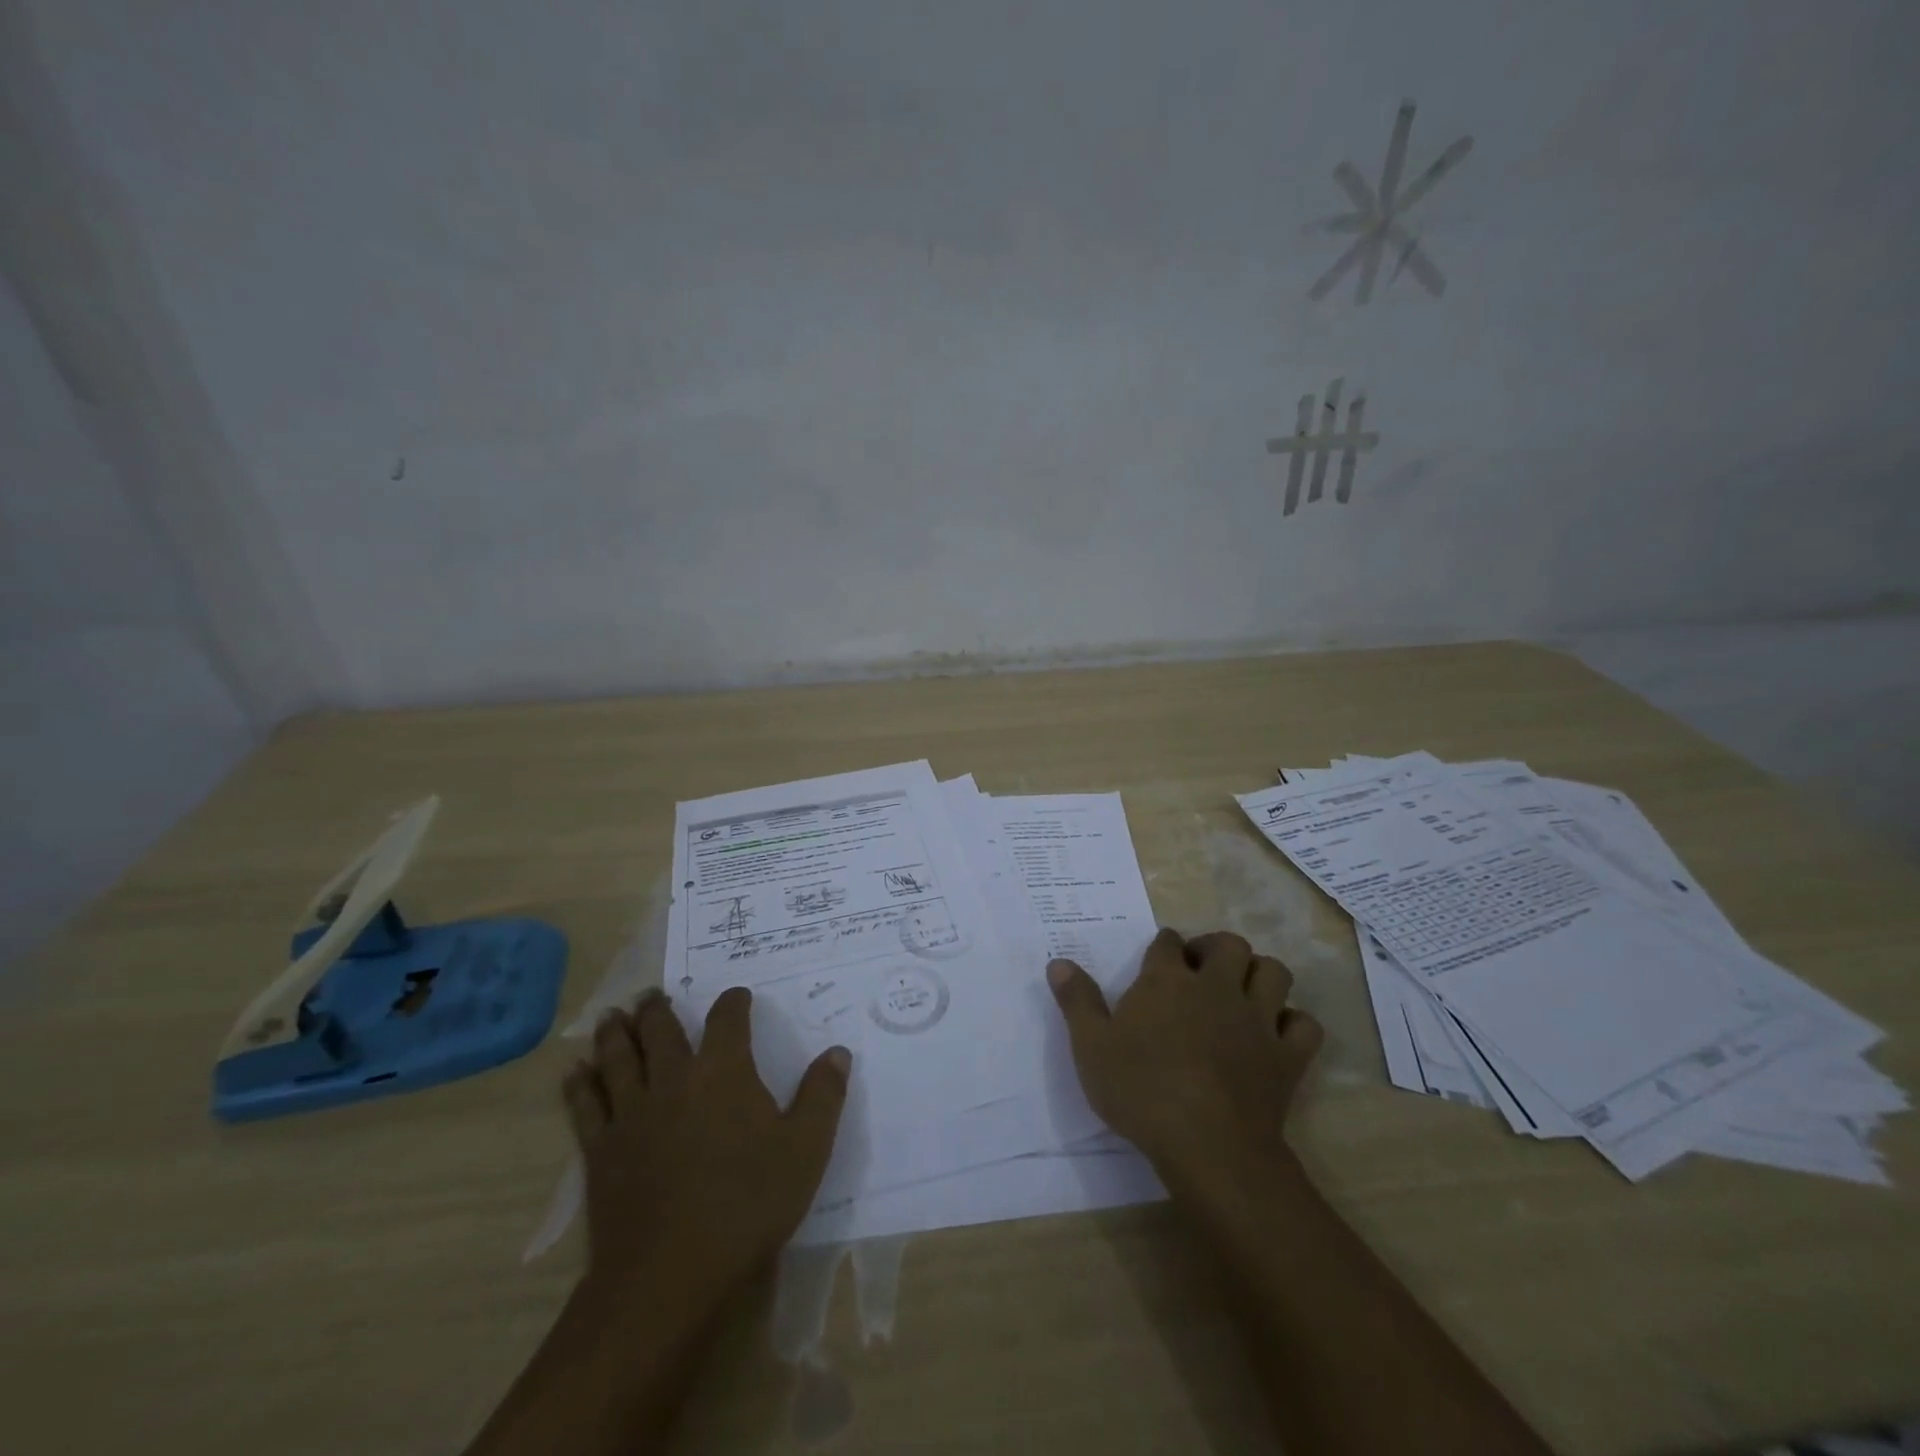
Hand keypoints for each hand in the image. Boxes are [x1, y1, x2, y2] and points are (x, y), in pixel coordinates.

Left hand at [562, 987, 850, 1296]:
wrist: (670, 1273)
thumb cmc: (747, 1205)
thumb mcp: (805, 1150)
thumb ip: (823, 1096)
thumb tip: (838, 1052)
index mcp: (723, 1071)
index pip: (727, 1019)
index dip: (733, 1002)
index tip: (738, 996)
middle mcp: (673, 1078)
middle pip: (660, 1029)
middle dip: (657, 1008)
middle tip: (651, 995)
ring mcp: (631, 1112)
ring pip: (618, 1058)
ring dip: (614, 1033)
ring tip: (611, 1016)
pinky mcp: (601, 1149)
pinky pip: (585, 1105)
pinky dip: (579, 1084)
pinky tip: (575, 1071)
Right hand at [1046, 928, 1322, 1172]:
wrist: (1207, 1145)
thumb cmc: (1141, 1091)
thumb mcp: (1091, 1047)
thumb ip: (1076, 1001)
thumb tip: (1058, 962)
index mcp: (1167, 980)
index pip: (1168, 942)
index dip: (1164, 946)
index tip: (1159, 958)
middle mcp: (1216, 987)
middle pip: (1229, 944)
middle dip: (1217, 948)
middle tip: (1202, 968)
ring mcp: (1257, 1019)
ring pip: (1274, 973)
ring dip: (1260, 975)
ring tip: (1242, 991)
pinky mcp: (1287, 1055)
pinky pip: (1305, 1025)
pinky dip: (1294, 1023)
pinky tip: (1277, 1034)